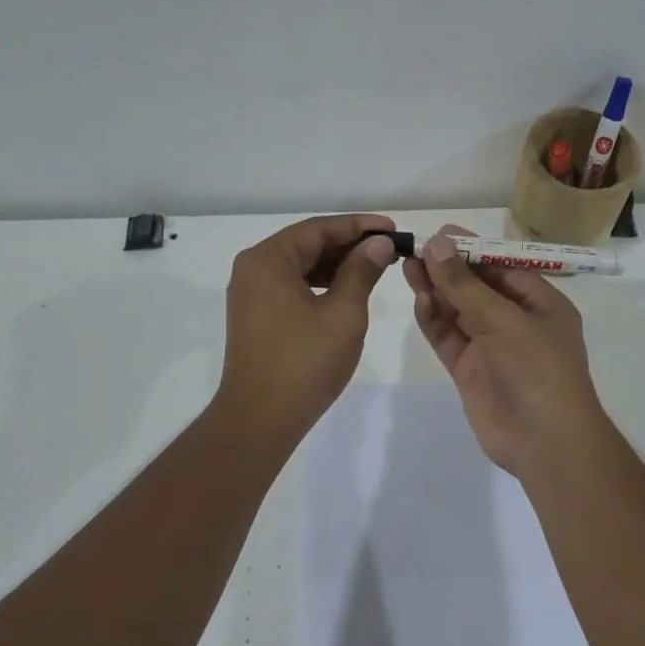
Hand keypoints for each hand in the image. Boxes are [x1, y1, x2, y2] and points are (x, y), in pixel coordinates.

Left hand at [216, 213, 398, 446]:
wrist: (260, 419)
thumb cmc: (305, 362)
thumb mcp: (343, 313)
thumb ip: (362, 271)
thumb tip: (379, 243)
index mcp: (268, 260)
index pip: (318, 228)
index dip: (359, 226)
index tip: (393, 228)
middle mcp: (253, 269)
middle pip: (307, 244)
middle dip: (349, 244)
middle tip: (389, 248)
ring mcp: (251, 294)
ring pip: (300, 266)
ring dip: (336, 264)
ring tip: (375, 267)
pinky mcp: (256, 316)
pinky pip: (292, 286)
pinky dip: (320, 284)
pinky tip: (347, 290)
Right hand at [403, 226, 611, 477]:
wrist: (544, 441)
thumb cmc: (536, 369)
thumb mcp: (502, 319)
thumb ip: (465, 284)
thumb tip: (437, 244)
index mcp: (541, 304)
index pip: (502, 267)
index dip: (470, 249)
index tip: (437, 235)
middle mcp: (517, 322)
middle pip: (477, 287)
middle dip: (448, 269)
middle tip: (413, 250)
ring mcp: (493, 348)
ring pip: (459, 312)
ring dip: (436, 291)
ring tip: (407, 268)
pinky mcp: (471, 371)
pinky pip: (449, 339)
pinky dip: (434, 320)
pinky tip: (419, 301)